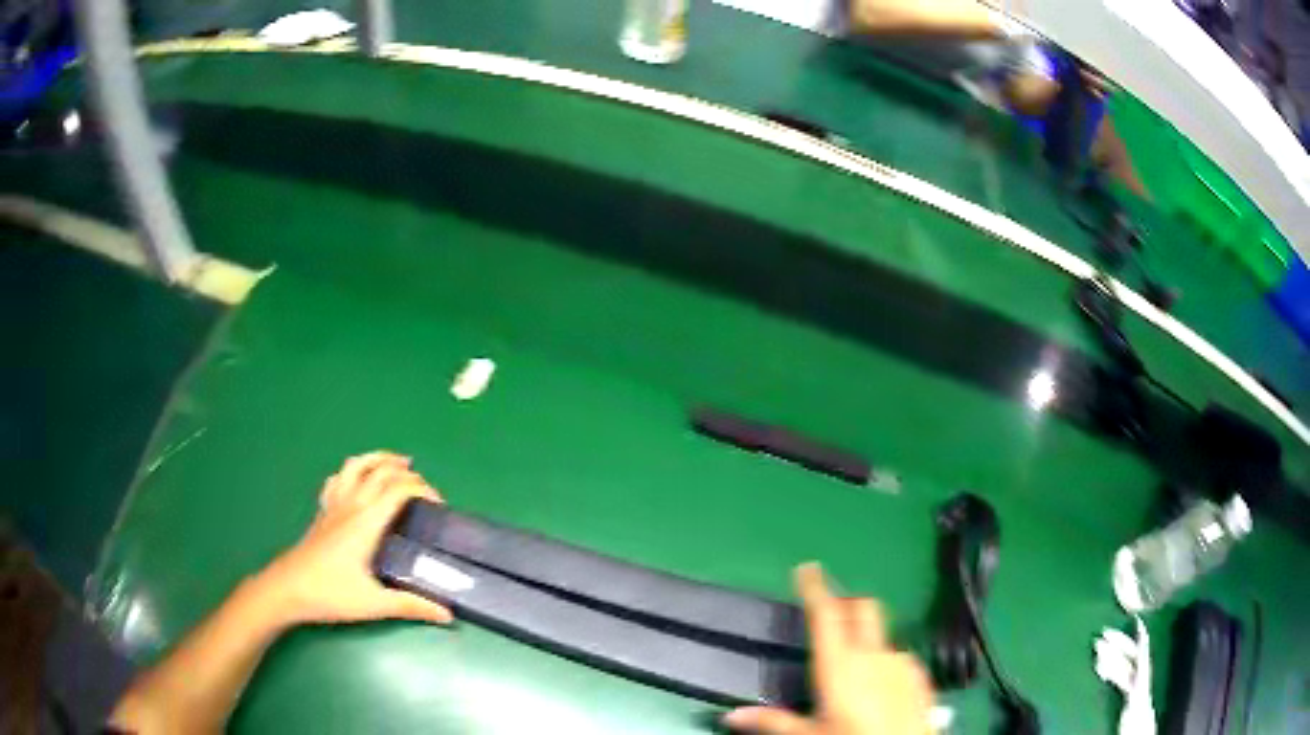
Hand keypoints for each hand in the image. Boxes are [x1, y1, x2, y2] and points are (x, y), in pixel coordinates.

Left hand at [252, 451, 452, 626]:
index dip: (423, 490)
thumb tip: (448, 614)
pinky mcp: (323, 512)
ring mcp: (333, 505)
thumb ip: (411, 606)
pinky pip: (337, 479)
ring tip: (397, 464)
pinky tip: (359, 481)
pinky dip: (353, 471)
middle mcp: (350, 505)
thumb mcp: (374, 604)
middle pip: (380, 471)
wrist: (287, 589)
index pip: (399, 489)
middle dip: (407, 473)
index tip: (440, 506)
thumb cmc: (330, 594)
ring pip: (356, 465)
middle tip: (426, 490)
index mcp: (366, 522)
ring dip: (379, 459)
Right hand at [724, 564, 933, 734]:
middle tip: (830, 613)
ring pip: (882, 635)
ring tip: (855, 667)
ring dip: (867, 639)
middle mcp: (873, 654)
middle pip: (863, 608)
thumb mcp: (808, 734)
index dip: (815, 587)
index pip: (825, 613)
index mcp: (840, 663)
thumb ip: (772, 721)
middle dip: (847, 603)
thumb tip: (732, 715)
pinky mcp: (920, 674)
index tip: (806, 569)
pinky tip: (881, 686)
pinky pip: (900, 657)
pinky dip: (887, 662)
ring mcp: (901, 661)